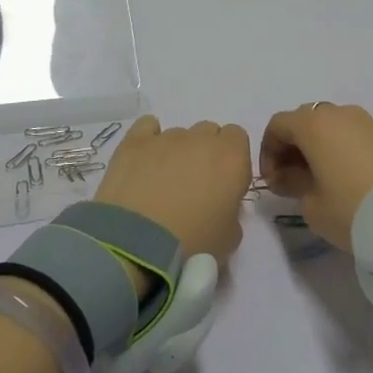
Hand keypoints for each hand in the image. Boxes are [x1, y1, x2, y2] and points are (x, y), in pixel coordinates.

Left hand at [94, 115, 251, 263]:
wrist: (137, 246)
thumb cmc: (193, 244)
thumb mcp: (229, 238)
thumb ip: (232, 212)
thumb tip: (220, 205)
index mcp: (232, 158)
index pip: (238, 137)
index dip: (230, 158)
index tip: (223, 183)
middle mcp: (201, 139)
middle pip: (208, 132)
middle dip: (204, 152)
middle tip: (193, 185)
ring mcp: (166, 137)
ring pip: (179, 134)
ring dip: (176, 152)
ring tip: (161, 183)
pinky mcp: (134, 141)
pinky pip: (148, 126)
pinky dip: (149, 139)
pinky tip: (144, 160)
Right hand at [259, 103, 372, 250]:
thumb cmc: (351, 208)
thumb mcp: (311, 204)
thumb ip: (292, 183)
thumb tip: (290, 175)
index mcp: (314, 124)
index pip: (277, 125)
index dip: (268, 152)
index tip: (272, 181)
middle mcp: (338, 113)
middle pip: (303, 121)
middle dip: (291, 148)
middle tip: (291, 181)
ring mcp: (365, 121)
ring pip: (329, 127)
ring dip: (316, 148)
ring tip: (318, 181)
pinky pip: (350, 135)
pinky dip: (338, 149)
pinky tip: (342, 178)